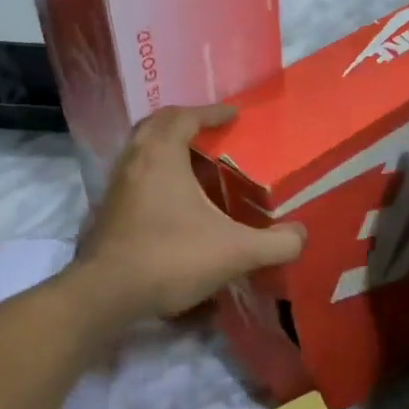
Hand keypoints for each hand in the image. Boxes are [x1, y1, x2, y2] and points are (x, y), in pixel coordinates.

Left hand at [75, 104, 304, 320]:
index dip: (211, 113)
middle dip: (183, 122)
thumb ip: (275, 244)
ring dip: (164, 147)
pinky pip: (133, 176)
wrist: (106, 295)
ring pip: (140, 150)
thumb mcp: (235, 252)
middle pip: (155, 125)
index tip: (233, 115)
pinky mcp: (107, 212)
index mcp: (162, 156)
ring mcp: (116, 187)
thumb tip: (302, 236)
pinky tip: (172, 199)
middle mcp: (134, 161)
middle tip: (209, 131)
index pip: (185, 117)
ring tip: (193, 162)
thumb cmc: (171, 258)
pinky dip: (153, 173)